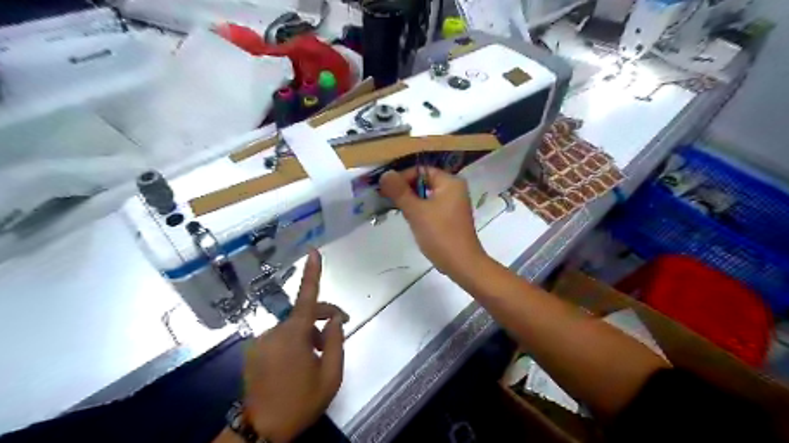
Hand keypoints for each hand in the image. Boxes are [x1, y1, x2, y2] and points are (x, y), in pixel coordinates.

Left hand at [244, 251, 344, 441]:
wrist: (262, 429)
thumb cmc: (301, 402)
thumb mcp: (331, 375)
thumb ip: (337, 342)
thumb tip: (335, 320)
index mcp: (294, 336)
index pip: (307, 298)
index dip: (312, 273)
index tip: (313, 252)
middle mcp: (275, 332)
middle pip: (304, 313)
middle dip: (324, 317)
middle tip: (339, 331)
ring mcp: (261, 341)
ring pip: (293, 327)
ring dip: (309, 333)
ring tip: (318, 355)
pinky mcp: (254, 350)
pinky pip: (281, 337)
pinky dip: (294, 341)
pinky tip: (299, 361)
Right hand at [381, 166, 488, 276]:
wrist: (461, 264)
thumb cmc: (440, 235)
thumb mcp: (416, 212)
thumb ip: (399, 191)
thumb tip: (385, 174)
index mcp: (450, 182)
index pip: (421, 170)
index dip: (402, 178)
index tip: (386, 190)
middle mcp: (455, 188)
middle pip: (424, 181)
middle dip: (406, 190)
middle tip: (389, 201)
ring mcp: (454, 203)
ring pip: (427, 195)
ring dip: (412, 201)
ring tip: (399, 211)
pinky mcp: (451, 216)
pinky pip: (432, 206)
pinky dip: (420, 210)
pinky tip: (412, 220)